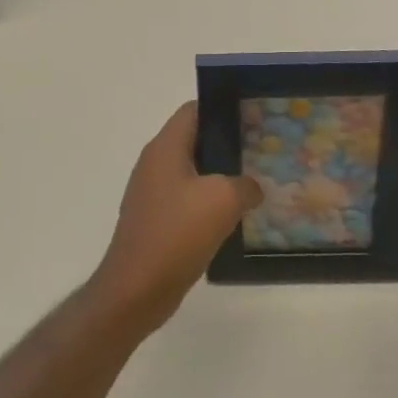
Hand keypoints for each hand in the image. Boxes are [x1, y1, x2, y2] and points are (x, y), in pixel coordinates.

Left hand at [89, 101, 258, 337]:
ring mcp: (153, 193)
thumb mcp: (223, 200)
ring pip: (193, 173)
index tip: (253, 117)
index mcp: (165, 147)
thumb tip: (252, 187)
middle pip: (194, 140)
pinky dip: (209, 203)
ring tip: (253, 182)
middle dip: (227, 143)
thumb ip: (244, 185)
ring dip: (220, 176)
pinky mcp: (156, 220)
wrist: (136, 290)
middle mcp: (155, 164)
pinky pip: (187, 200)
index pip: (194, 110)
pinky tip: (233, 216)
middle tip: (261, 150)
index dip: (223, 108)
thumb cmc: (177, 233)